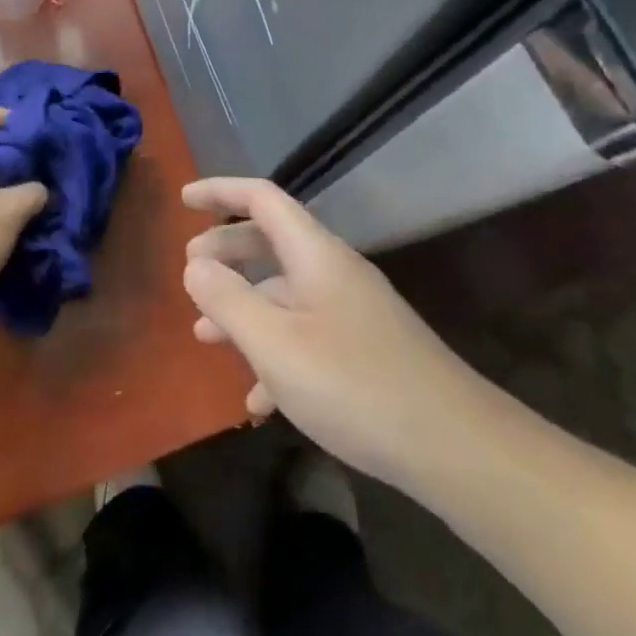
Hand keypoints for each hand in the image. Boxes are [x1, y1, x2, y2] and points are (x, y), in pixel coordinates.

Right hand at [183, 177, 485, 486]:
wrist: (451, 444)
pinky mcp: (363, 348)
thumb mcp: (275, 344)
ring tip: (204, 337)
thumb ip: (228, 301)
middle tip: (189, 270)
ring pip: (286, 292)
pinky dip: (275, 352)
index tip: (183, 199)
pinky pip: (307, 334)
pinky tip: (257, 400)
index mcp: (315, 253)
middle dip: (227, 251)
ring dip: (244, 307)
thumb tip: (194, 265)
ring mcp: (352, 310)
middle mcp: (334, 271)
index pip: (261, 198)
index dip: (220, 191)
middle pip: (271, 241)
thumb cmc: (353, 384)